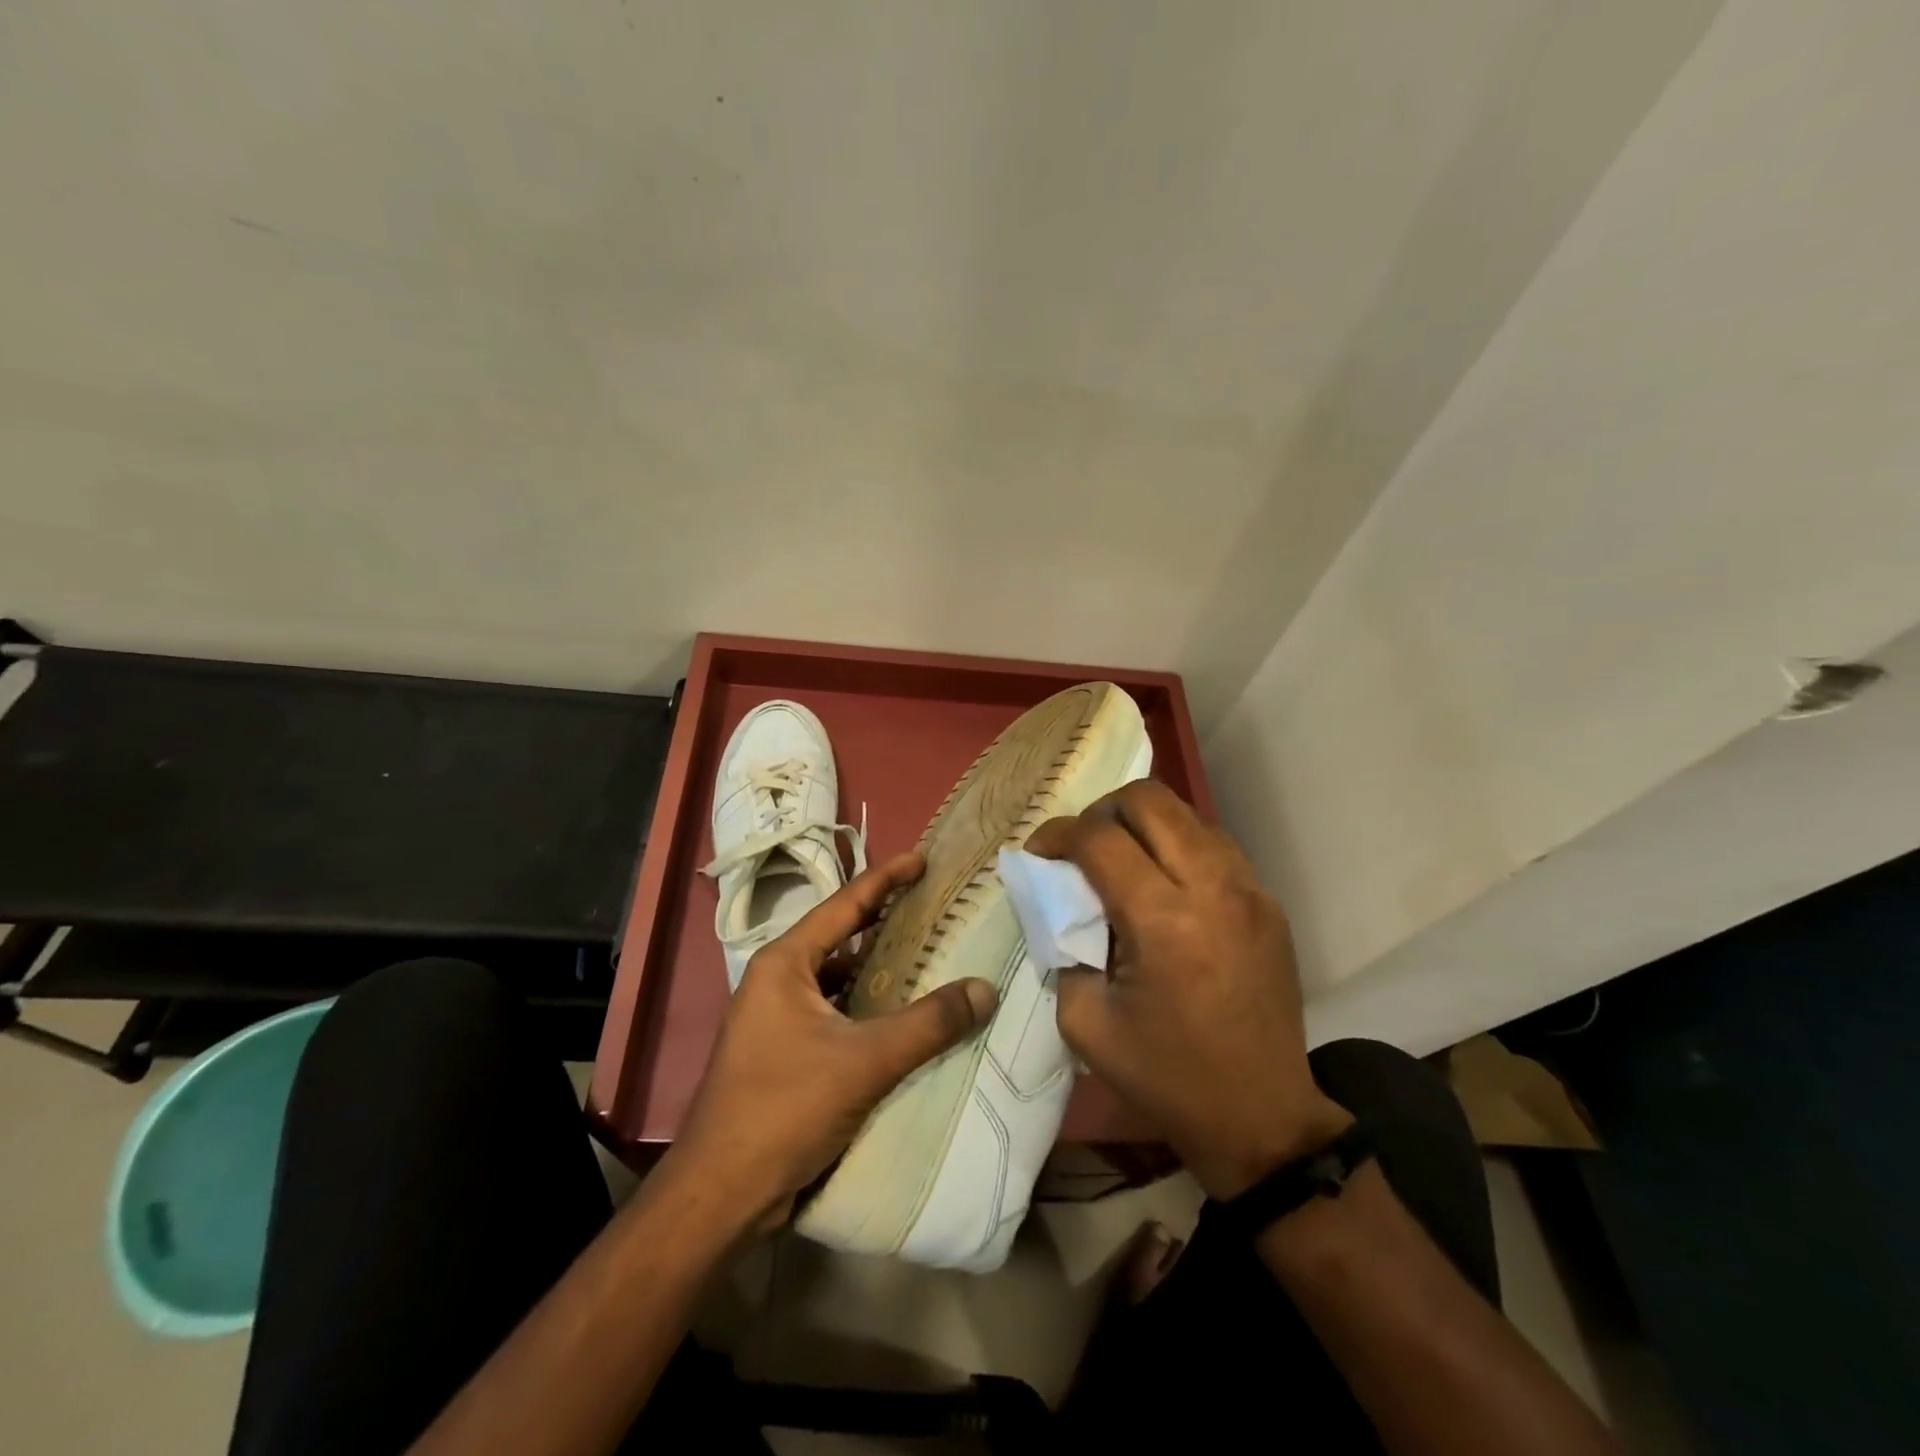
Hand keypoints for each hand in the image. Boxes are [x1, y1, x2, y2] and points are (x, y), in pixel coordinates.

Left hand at [669, 851, 998, 1230]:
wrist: (720, 1195)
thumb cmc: (783, 1108)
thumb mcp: (864, 1061)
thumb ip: (928, 1024)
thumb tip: (984, 990)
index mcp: (785, 963)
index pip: (844, 904)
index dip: (886, 879)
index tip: (922, 859)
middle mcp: (777, 981)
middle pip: (841, 938)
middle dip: (886, 922)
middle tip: (934, 908)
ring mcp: (777, 1019)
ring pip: (839, 980)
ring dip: (878, 971)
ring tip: (928, 960)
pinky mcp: (784, 1053)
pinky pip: (835, 1014)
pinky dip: (867, 1009)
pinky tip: (901, 1020)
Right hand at [1026, 782, 1350, 1198]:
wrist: (1261, 1117)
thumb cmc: (1165, 1076)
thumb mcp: (1084, 1021)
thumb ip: (1062, 945)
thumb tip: (1058, 900)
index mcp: (1163, 921)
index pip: (1100, 838)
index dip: (1058, 834)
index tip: (1040, 854)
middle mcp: (1212, 888)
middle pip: (1149, 800)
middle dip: (1101, 811)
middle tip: (1081, 848)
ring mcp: (1250, 890)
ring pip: (1186, 813)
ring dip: (1143, 823)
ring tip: (1121, 860)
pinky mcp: (1269, 902)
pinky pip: (1215, 843)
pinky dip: (1178, 844)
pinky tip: (1163, 881)